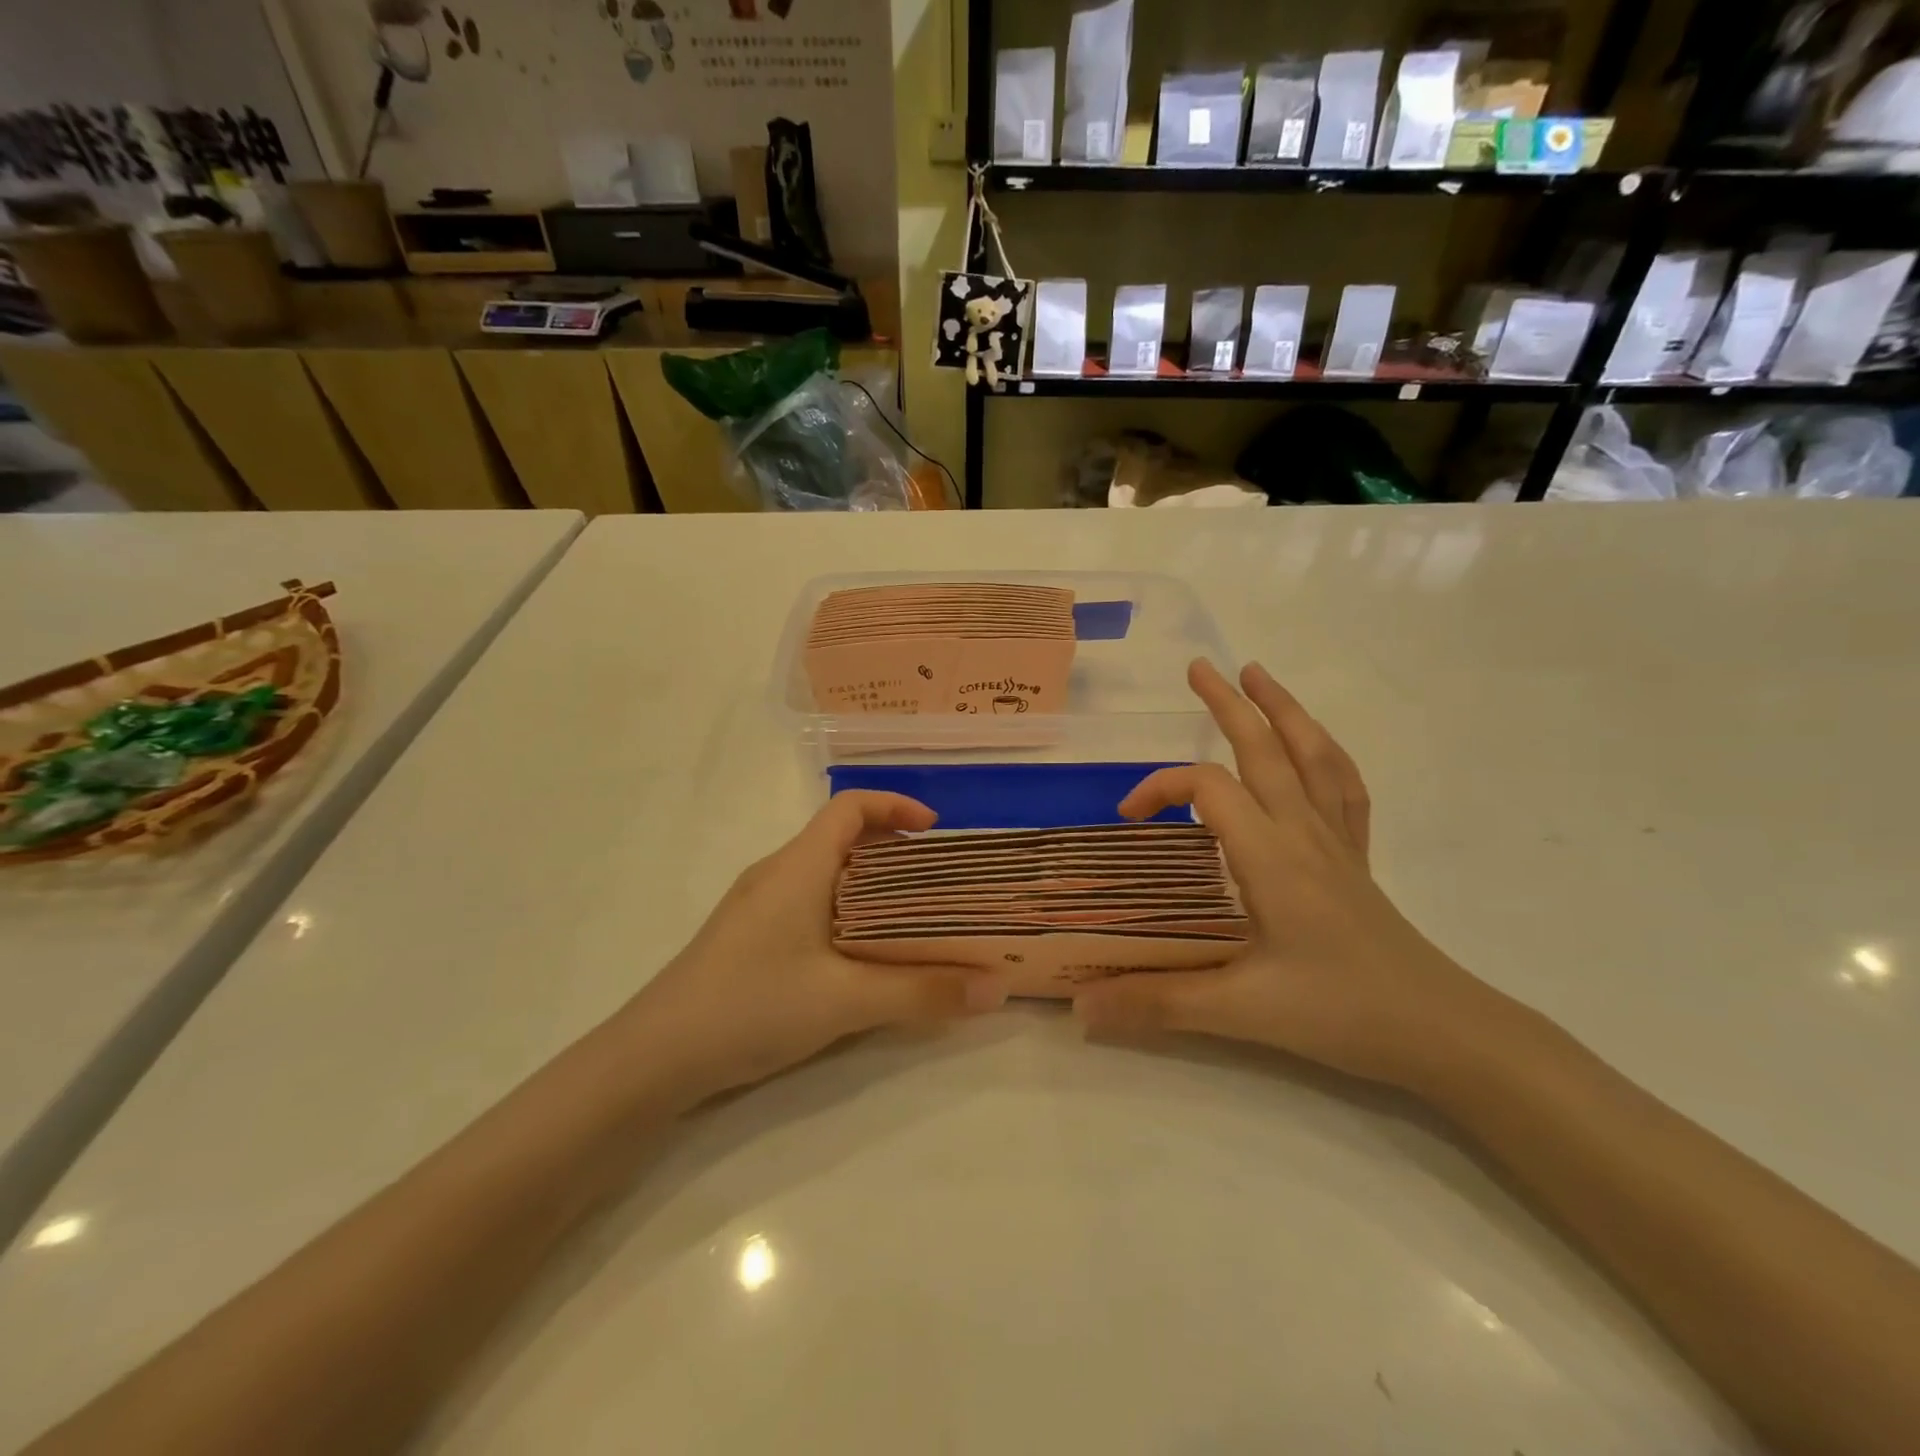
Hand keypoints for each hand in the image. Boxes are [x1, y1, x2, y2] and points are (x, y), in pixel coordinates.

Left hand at [623, 791, 1005, 1099]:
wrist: (653, 1058)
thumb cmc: (751, 1005)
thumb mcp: (846, 1000)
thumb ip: (923, 992)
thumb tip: (997, 988)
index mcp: (799, 865)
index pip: (850, 807)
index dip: (896, 806)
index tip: (937, 832)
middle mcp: (777, 873)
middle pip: (842, 838)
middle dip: (894, 851)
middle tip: (939, 884)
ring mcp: (758, 906)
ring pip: (826, 875)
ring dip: (871, 886)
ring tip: (912, 920)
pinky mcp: (749, 937)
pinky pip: (809, 904)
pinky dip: (846, 912)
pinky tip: (861, 956)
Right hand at [1073, 660, 1510, 1092]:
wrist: (1441, 1032)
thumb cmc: (1340, 1013)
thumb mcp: (1239, 1011)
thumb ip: (1156, 1003)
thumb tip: (1080, 1008)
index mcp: (1270, 856)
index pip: (1208, 789)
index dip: (1161, 788)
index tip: (1128, 818)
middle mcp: (1303, 833)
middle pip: (1264, 749)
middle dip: (1228, 704)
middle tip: (1197, 667)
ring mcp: (1336, 842)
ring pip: (1311, 756)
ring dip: (1282, 710)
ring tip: (1258, 675)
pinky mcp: (1355, 859)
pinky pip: (1343, 788)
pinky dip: (1325, 754)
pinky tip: (1314, 746)